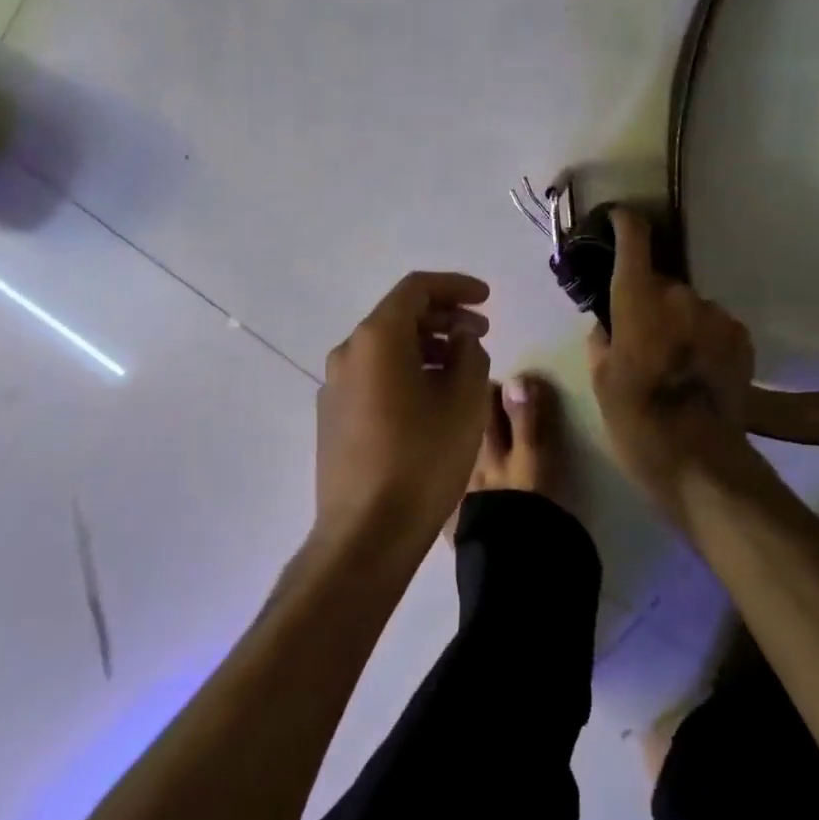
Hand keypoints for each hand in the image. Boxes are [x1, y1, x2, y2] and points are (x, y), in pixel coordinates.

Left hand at [315, 271, 493, 554]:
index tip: (486, 298)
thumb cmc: (422, 460)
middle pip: (398, 316)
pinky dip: (405, 370)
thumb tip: (459, 340)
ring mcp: (334, 386)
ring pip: (385, 348)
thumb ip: (470, 354)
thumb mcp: (465, 401)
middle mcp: (347, 353)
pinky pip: (373, 376)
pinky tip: (430, 396)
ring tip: (461, 366)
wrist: (366, 533)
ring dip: (425, 346)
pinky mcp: (332, 416)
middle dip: (443, 318)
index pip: (416, 289)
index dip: (455, 286)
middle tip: (481, 333)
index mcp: (376, 339)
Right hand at [588, 210, 756, 525]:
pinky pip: (712, 325)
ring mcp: (717, 315)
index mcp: (638, 298)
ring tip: (671, 362)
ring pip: (688, 306)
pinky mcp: (741, 338)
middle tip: (638, 334)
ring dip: (677, 321)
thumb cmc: (635, 417)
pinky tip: (696, 372)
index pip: (634, 238)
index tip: (616, 220)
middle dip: (648, 299)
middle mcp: (680, 295)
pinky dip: (701, 338)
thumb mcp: (600, 378)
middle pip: (660, 282)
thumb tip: (610, 321)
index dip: (624, 222)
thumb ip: (603, 336)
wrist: (699, 458)